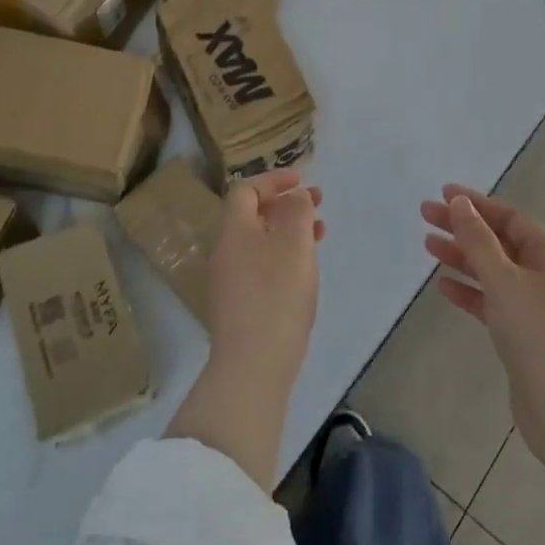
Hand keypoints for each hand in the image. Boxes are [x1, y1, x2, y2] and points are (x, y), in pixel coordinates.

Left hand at [207, 170, 325, 378]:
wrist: (252, 365)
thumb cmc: (276, 294)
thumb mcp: (294, 243)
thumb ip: (297, 211)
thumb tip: (295, 196)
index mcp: (234, 230)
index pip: (246, 190)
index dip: (273, 180)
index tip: (302, 180)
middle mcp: (225, 251)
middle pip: (252, 215)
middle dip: (286, 204)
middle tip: (318, 204)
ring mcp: (229, 281)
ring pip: (259, 241)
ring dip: (288, 230)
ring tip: (320, 235)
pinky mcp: (238, 306)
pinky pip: (261, 266)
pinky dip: (283, 256)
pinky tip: (304, 271)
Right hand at [420, 186, 544, 473]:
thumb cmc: (537, 332)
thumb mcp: (504, 279)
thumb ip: (478, 241)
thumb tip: (460, 203)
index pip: (508, 218)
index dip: (476, 203)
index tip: (443, 193)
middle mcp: (542, 276)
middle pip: (497, 242)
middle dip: (463, 227)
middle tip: (425, 215)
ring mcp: (532, 307)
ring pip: (491, 272)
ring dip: (462, 257)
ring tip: (428, 244)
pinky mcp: (520, 336)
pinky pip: (490, 302)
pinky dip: (468, 291)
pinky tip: (444, 286)